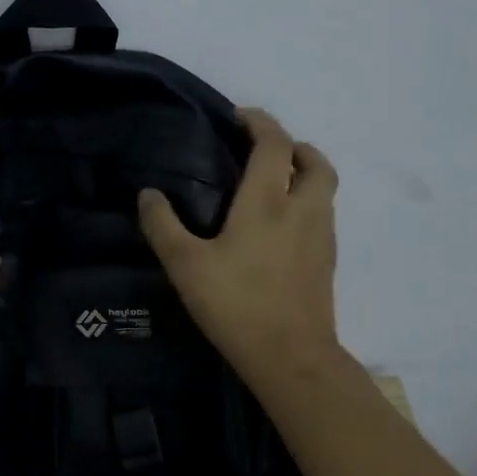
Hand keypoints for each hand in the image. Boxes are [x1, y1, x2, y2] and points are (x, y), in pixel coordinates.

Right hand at [138, 108, 343, 386]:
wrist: (291, 358)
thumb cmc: (236, 304)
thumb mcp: (186, 265)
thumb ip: (163, 225)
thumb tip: (148, 195)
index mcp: (268, 202)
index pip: (275, 144)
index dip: (260, 122)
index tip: (238, 118)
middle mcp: (303, 210)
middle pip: (315, 161)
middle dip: (295, 146)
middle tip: (266, 151)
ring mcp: (322, 236)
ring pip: (324, 189)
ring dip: (304, 174)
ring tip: (272, 185)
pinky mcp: (328, 262)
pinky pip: (323, 215)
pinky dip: (307, 204)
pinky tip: (280, 228)